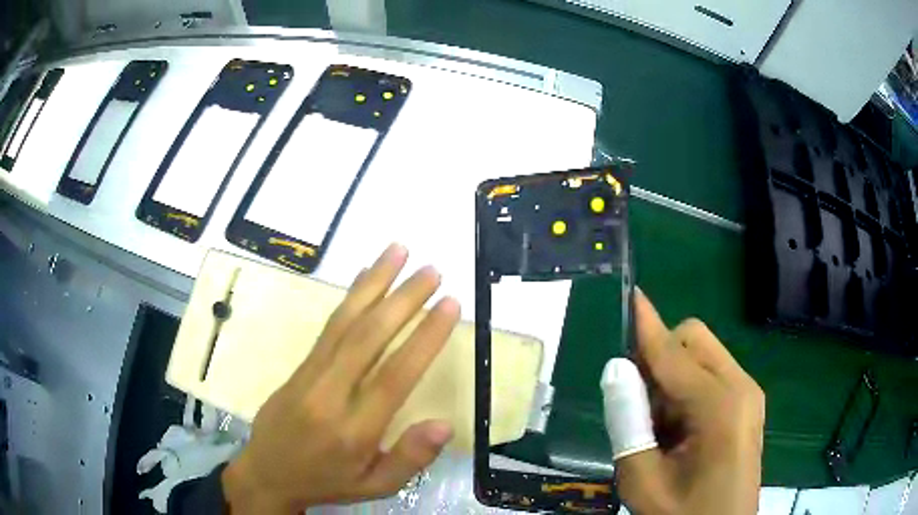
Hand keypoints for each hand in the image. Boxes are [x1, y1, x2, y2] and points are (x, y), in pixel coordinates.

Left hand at [221, 244, 460, 513]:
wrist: (268, 472)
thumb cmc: (328, 481)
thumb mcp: (376, 486)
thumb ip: (409, 459)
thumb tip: (445, 424)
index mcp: (355, 430)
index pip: (395, 376)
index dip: (424, 337)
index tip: (449, 304)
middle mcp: (331, 395)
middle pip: (368, 337)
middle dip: (403, 299)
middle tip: (432, 270)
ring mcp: (311, 375)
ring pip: (345, 322)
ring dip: (374, 283)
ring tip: (398, 251)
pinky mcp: (299, 365)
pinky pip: (327, 326)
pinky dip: (349, 297)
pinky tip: (363, 276)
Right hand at [606, 289, 764, 514]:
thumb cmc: (683, 513)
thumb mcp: (643, 480)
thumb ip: (628, 424)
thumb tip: (616, 370)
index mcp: (720, 405)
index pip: (673, 351)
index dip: (646, 324)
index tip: (628, 295)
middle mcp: (741, 386)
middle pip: (693, 339)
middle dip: (659, 358)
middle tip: (637, 404)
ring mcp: (748, 394)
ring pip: (701, 355)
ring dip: (671, 378)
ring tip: (659, 429)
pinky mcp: (747, 404)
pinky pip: (710, 375)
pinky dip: (686, 390)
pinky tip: (678, 431)